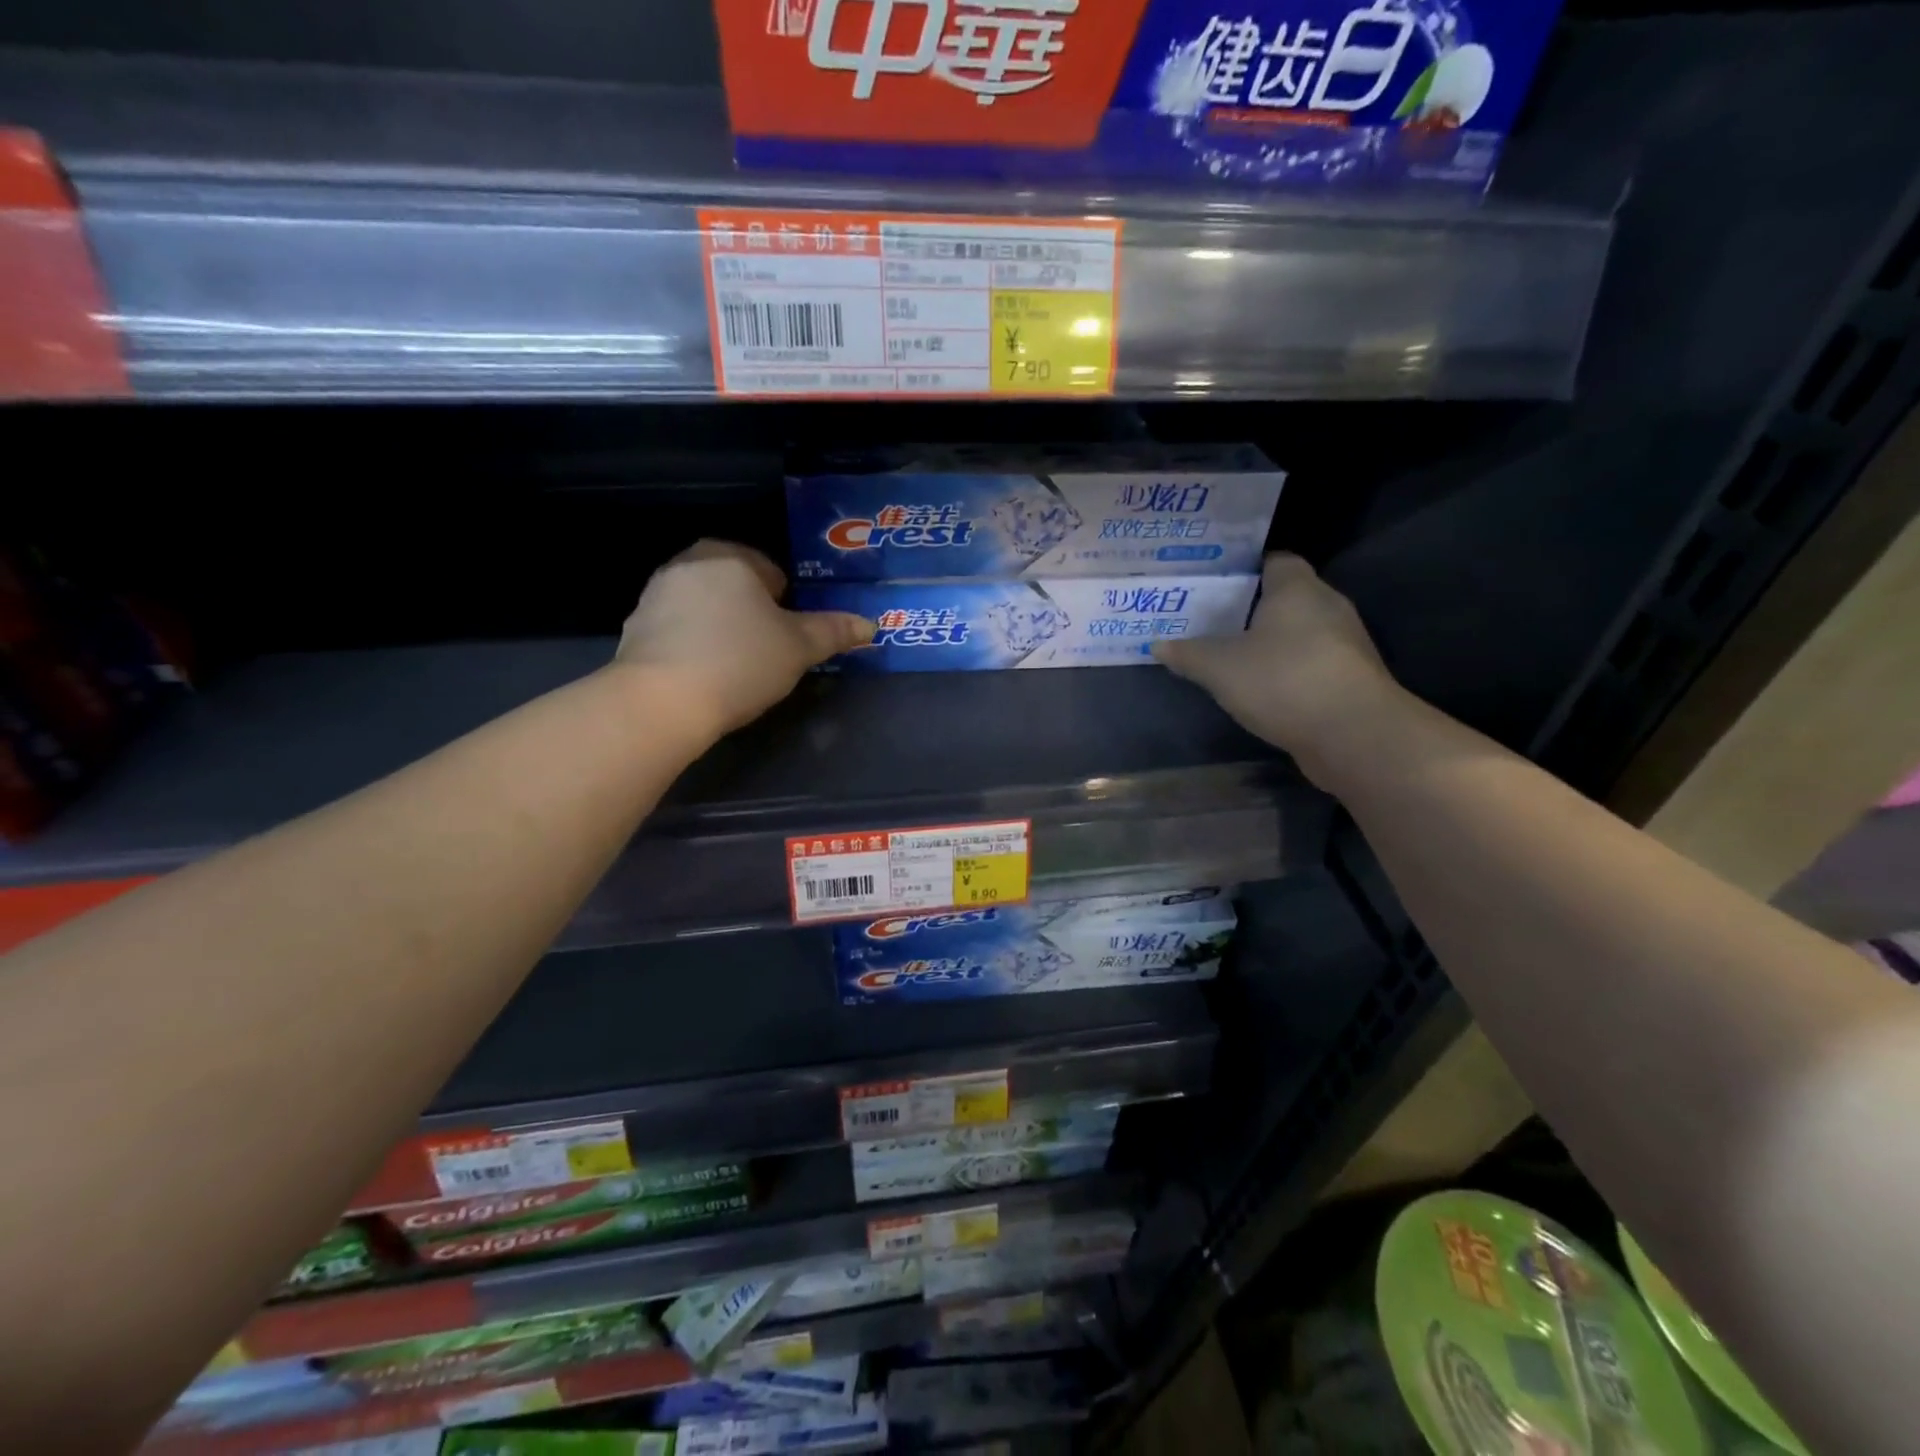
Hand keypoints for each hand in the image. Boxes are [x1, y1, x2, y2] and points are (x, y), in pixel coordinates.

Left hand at [614, 541, 871, 736]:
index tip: (789, 637)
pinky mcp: (634, 627)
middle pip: (736, 585)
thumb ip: (834, 632)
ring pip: (705, 605)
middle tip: (767, 652)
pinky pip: (678, 628)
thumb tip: (870, 624)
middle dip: (753, 612)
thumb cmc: (741, 662)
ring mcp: (655, 593)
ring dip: (722, 626)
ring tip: (735, 667)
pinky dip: (693, 644)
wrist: (662, 702)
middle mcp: (688, 563)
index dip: (788, 605)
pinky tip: (703, 674)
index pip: (772, 571)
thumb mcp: (799, 649)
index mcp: (731, 557)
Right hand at [1153, 553, 1401, 782]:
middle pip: (1286, 598)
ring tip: (1231, 656)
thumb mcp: (1219, 668)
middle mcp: (1328, 606)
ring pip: (1300, 633)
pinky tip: (1262, 688)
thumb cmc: (1283, 681)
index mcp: (1297, 589)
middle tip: (1211, 621)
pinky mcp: (1350, 679)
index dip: (1244, 569)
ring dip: (1271, 644)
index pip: (1274, 561)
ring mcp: (1345, 644)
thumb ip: (1187, 654)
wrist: (1354, 734)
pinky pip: (1311, 663)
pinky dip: (1288, 671)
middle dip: (1252, 609)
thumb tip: (1158, 644)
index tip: (1213, 584)